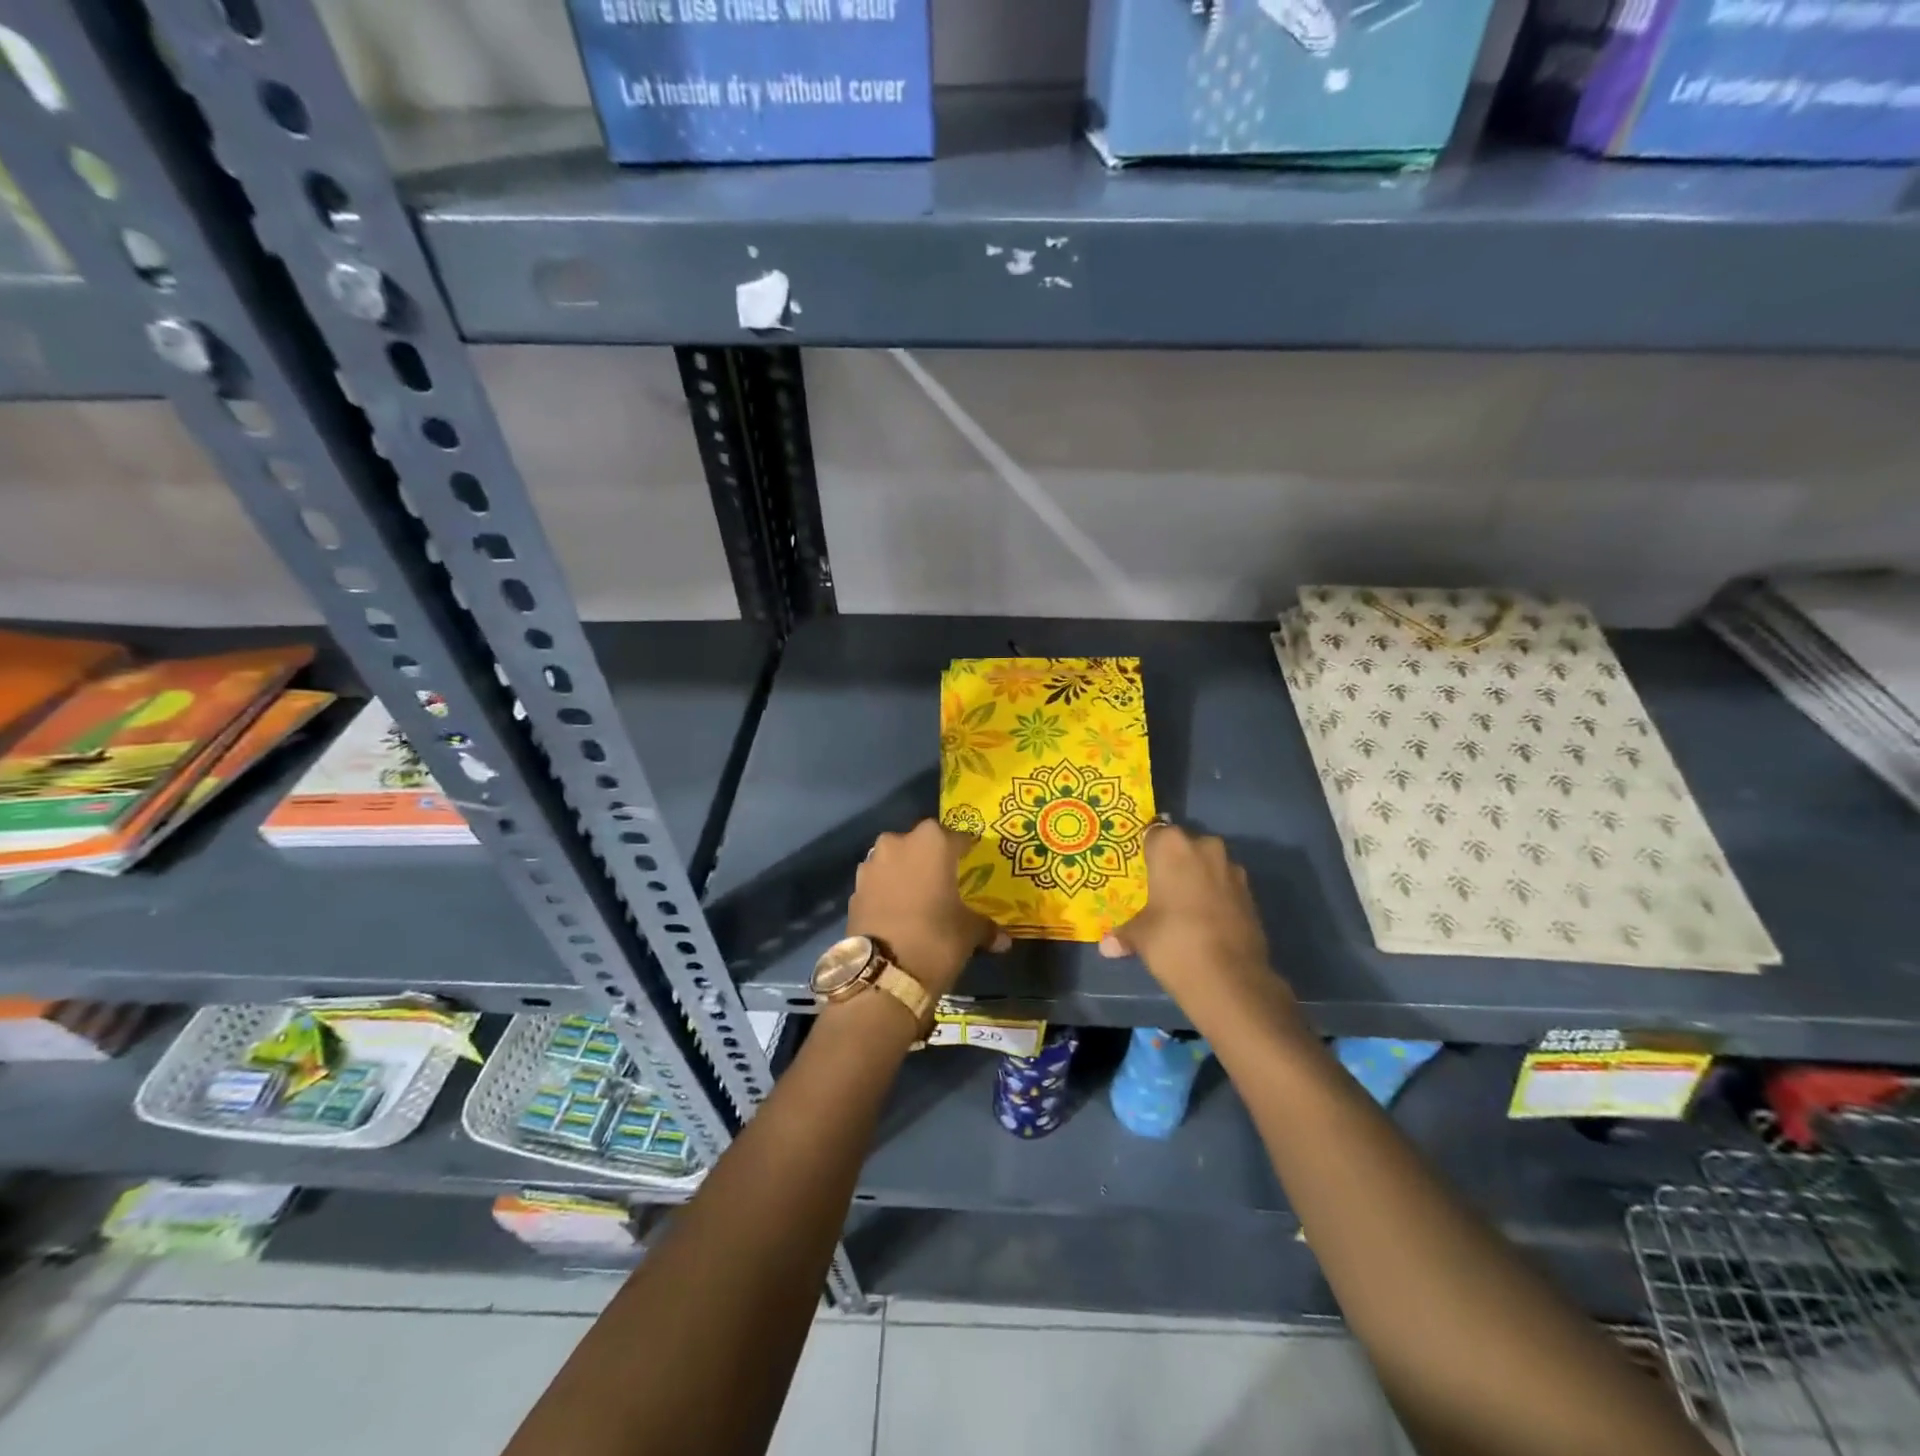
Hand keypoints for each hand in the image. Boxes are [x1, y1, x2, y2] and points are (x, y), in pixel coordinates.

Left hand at [847, 820, 1007, 998]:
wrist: (882, 973)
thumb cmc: (936, 938)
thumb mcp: (969, 932)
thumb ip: (986, 927)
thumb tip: (1003, 940)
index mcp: (933, 842)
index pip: (958, 838)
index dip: (967, 851)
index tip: (973, 864)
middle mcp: (898, 843)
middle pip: (921, 843)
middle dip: (932, 858)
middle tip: (945, 880)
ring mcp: (872, 864)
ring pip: (895, 860)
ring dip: (906, 872)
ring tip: (919, 897)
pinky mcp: (855, 889)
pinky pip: (878, 882)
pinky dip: (888, 891)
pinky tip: (898, 912)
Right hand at [1101, 825, 1279, 1013]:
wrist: (1230, 979)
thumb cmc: (1173, 941)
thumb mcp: (1140, 936)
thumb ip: (1124, 933)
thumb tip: (1107, 946)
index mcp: (1172, 846)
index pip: (1153, 833)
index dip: (1145, 851)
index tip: (1137, 869)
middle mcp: (1205, 847)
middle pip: (1183, 846)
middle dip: (1173, 863)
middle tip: (1157, 888)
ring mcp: (1232, 869)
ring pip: (1207, 865)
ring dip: (1197, 879)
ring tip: (1181, 906)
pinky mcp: (1251, 893)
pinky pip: (1224, 885)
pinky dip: (1215, 896)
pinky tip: (1204, 920)